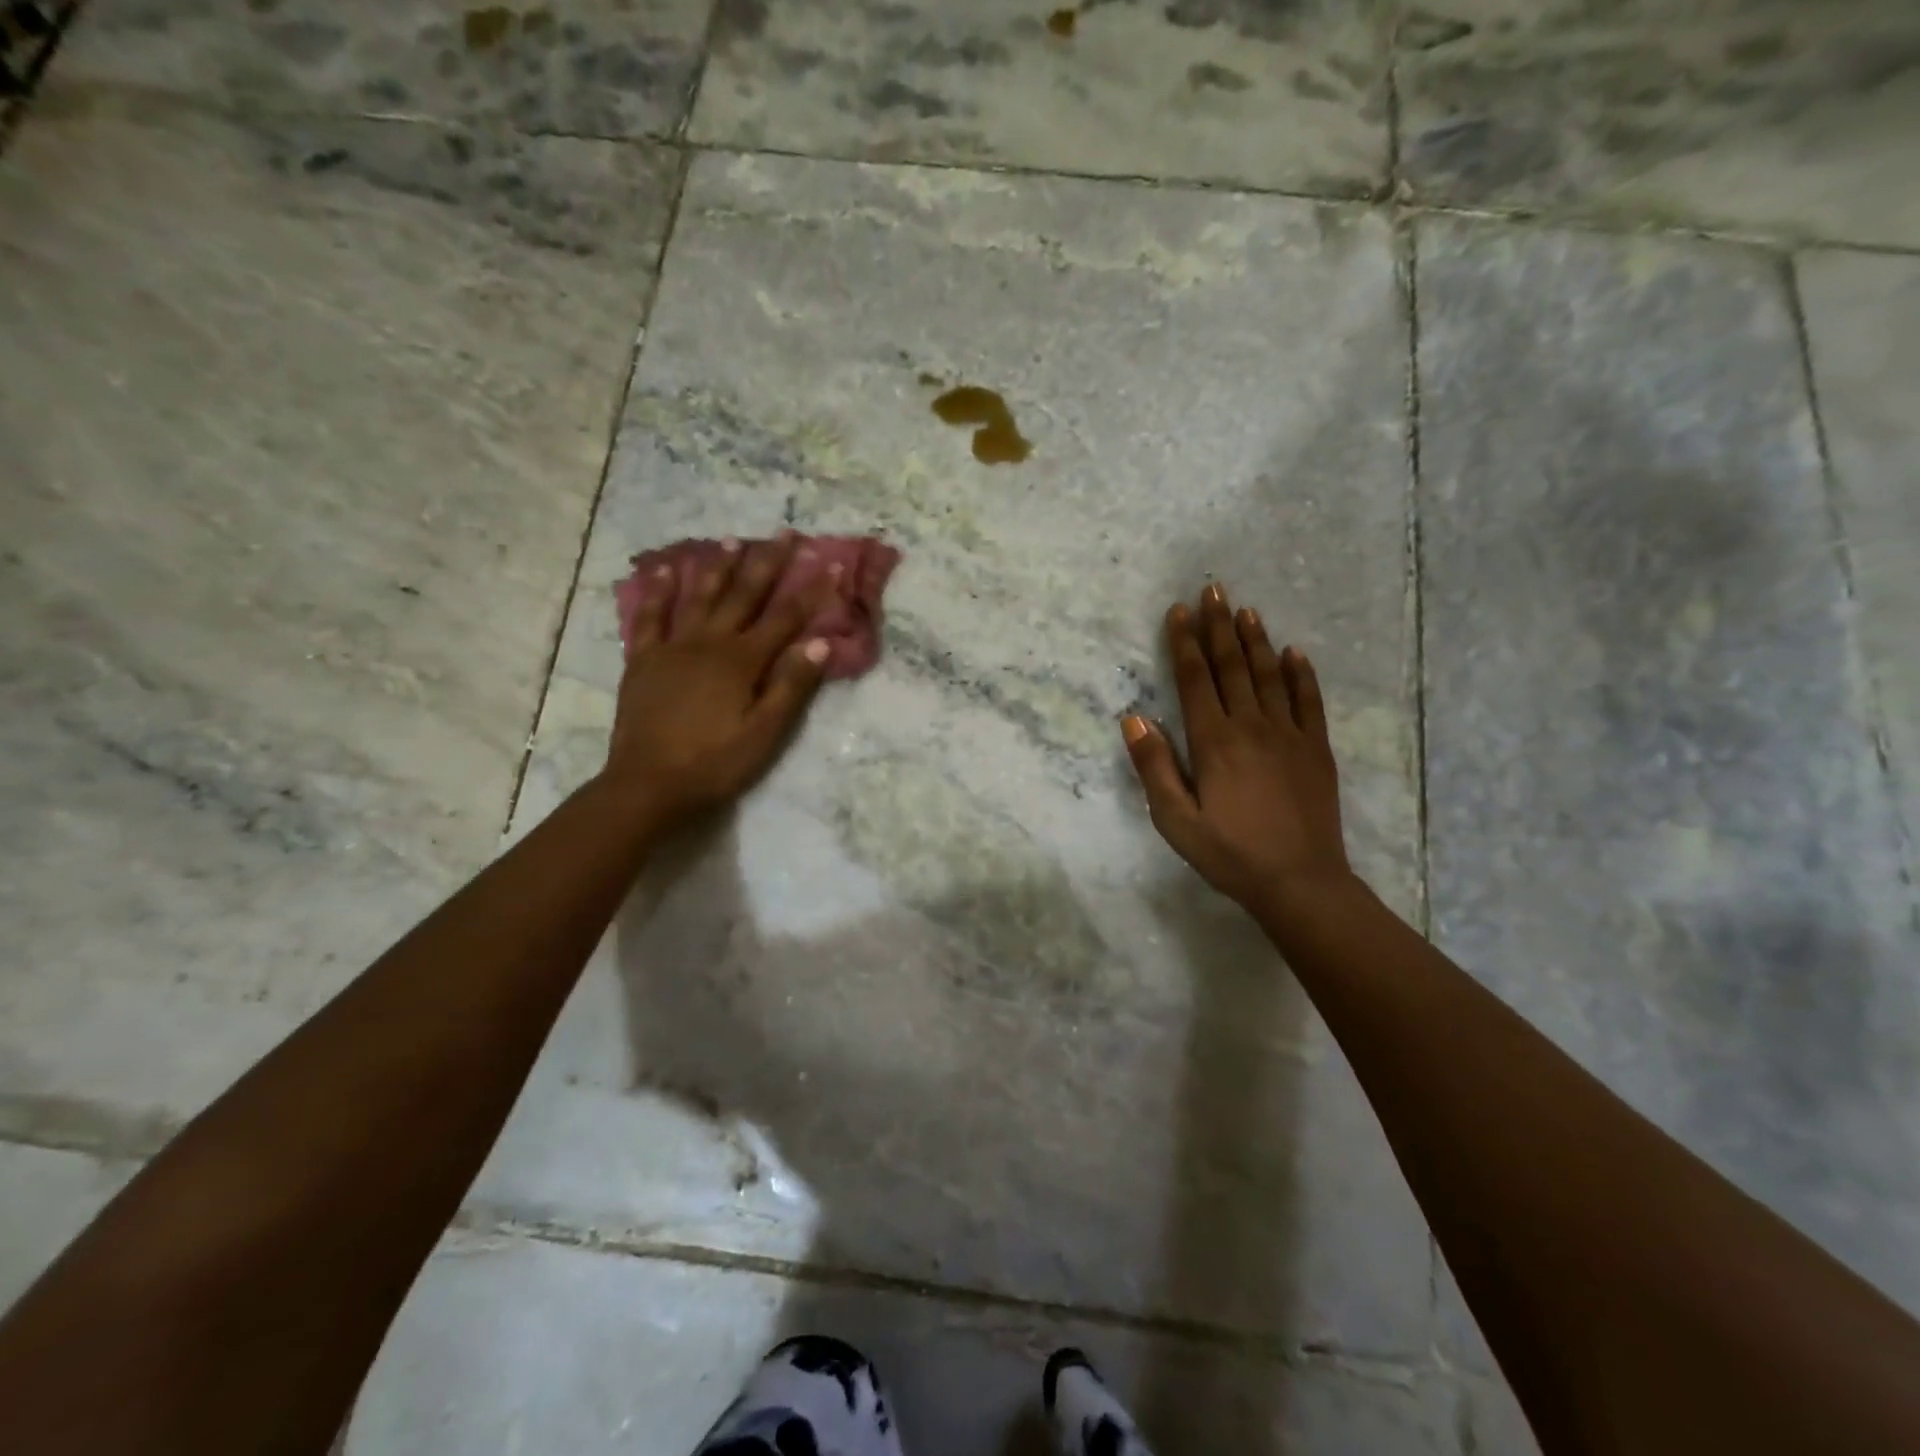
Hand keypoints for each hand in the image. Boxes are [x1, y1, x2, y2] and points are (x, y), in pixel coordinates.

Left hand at [605, 533, 836, 826]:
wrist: (649, 783)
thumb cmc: (715, 763)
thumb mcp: (765, 732)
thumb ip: (792, 685)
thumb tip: (820, 642)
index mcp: (743, 661)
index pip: (785, 618)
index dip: (811, 591)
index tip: (832, 564)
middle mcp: (709, 643)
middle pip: (744, 596)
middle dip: (767, 564)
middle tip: (783, 533)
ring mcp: (673, 647)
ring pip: (700, 597)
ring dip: (718, 567)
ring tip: (733, 541)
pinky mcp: (644, 660)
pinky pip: (652, 617)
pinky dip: (659, 591)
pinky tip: (666, 570)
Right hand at [1122, 582, 1352, 909]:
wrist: (1299, 881)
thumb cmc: (1229, 853)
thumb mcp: (1175, 819)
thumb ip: (1153, 766)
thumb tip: (1134, 717)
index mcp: (1213, 741)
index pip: (1194, 679)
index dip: (1184, 643)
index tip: (1178, 611)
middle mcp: (1251, 726)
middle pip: (1232, 666)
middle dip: (1219, 626)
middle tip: (1213, 589)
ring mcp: (1289, 734)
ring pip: (1269, 675)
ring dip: (1256, 640)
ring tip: (1246, 610)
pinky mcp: (1316, 749)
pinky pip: (1309, 701)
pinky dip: (1301, 674)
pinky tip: (1295, 653)